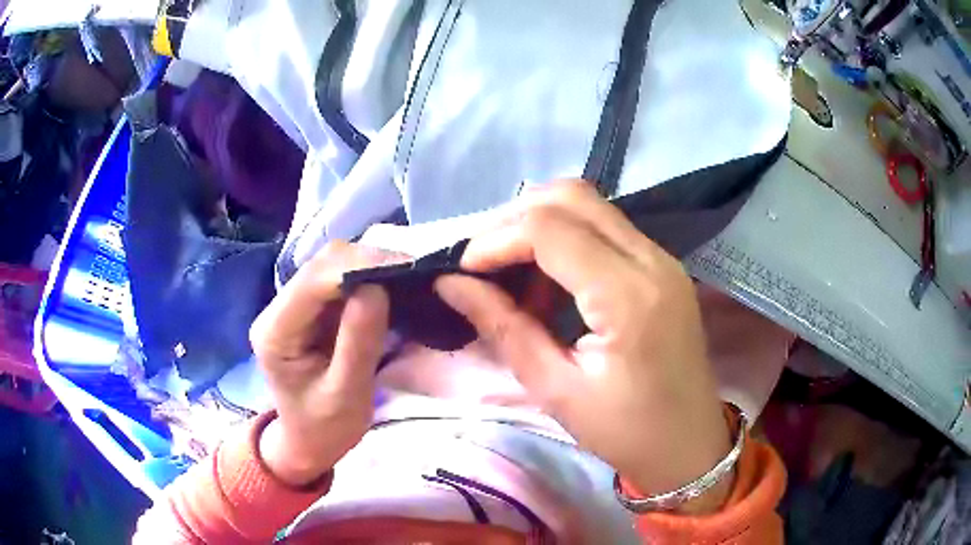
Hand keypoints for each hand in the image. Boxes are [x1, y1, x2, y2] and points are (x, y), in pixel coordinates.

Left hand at [249, 242, 405, 486]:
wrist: (309, 442)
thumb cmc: (325, 428)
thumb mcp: (347, 395)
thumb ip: (358, 343)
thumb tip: (377, 288)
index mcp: (276, 332)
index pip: (313, 281)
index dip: (357, 265)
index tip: (404, 268)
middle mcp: (278, 310)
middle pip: (320, 265)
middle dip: (367, 261)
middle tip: (412, 271)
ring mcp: (293, 307)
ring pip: (331, 266)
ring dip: (369, 265)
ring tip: (406, 275)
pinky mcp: (310, 310)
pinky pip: (338, 281)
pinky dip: (367, 277)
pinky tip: (390, 284)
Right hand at [434, 182, 732, 512]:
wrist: (688, 444)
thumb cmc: (625, 431)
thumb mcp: (555, 389)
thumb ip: (503, 327)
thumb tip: (450, 284)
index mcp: (628, 296)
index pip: (549, 229)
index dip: (495, 240)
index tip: (462, 270)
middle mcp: (652, 260)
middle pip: (572, 196)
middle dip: (515, 216)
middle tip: (482, 259)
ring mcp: (663, 258)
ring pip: (590, 204)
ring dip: (540, 221)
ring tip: (509, 267)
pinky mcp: (664, 266)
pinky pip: (607, 227)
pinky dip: (567, 236)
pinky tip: (547, 275)